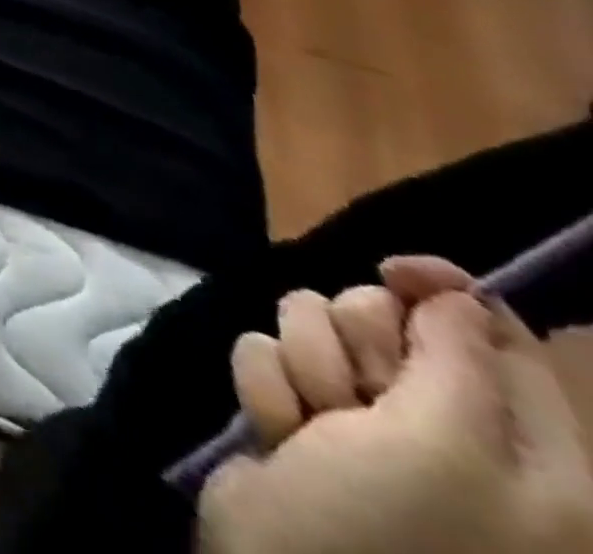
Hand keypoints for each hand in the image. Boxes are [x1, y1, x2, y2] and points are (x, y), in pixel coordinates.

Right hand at [197, 258, 592, 553]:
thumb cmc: (391, 531)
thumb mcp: (444, 447)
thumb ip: (457, 357)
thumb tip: (450, 291)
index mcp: (526, 455)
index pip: (497, 335)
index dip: (444, 290)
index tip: (394, 267)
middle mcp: (450, 433)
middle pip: (384, 319)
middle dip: (352, 341)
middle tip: (357, 397)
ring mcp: (364, 426)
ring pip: (312, 328)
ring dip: (303, 369)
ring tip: (311, 428)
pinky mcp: (298, 418)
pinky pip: (268, 356)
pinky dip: (269, 391)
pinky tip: (279, 438)